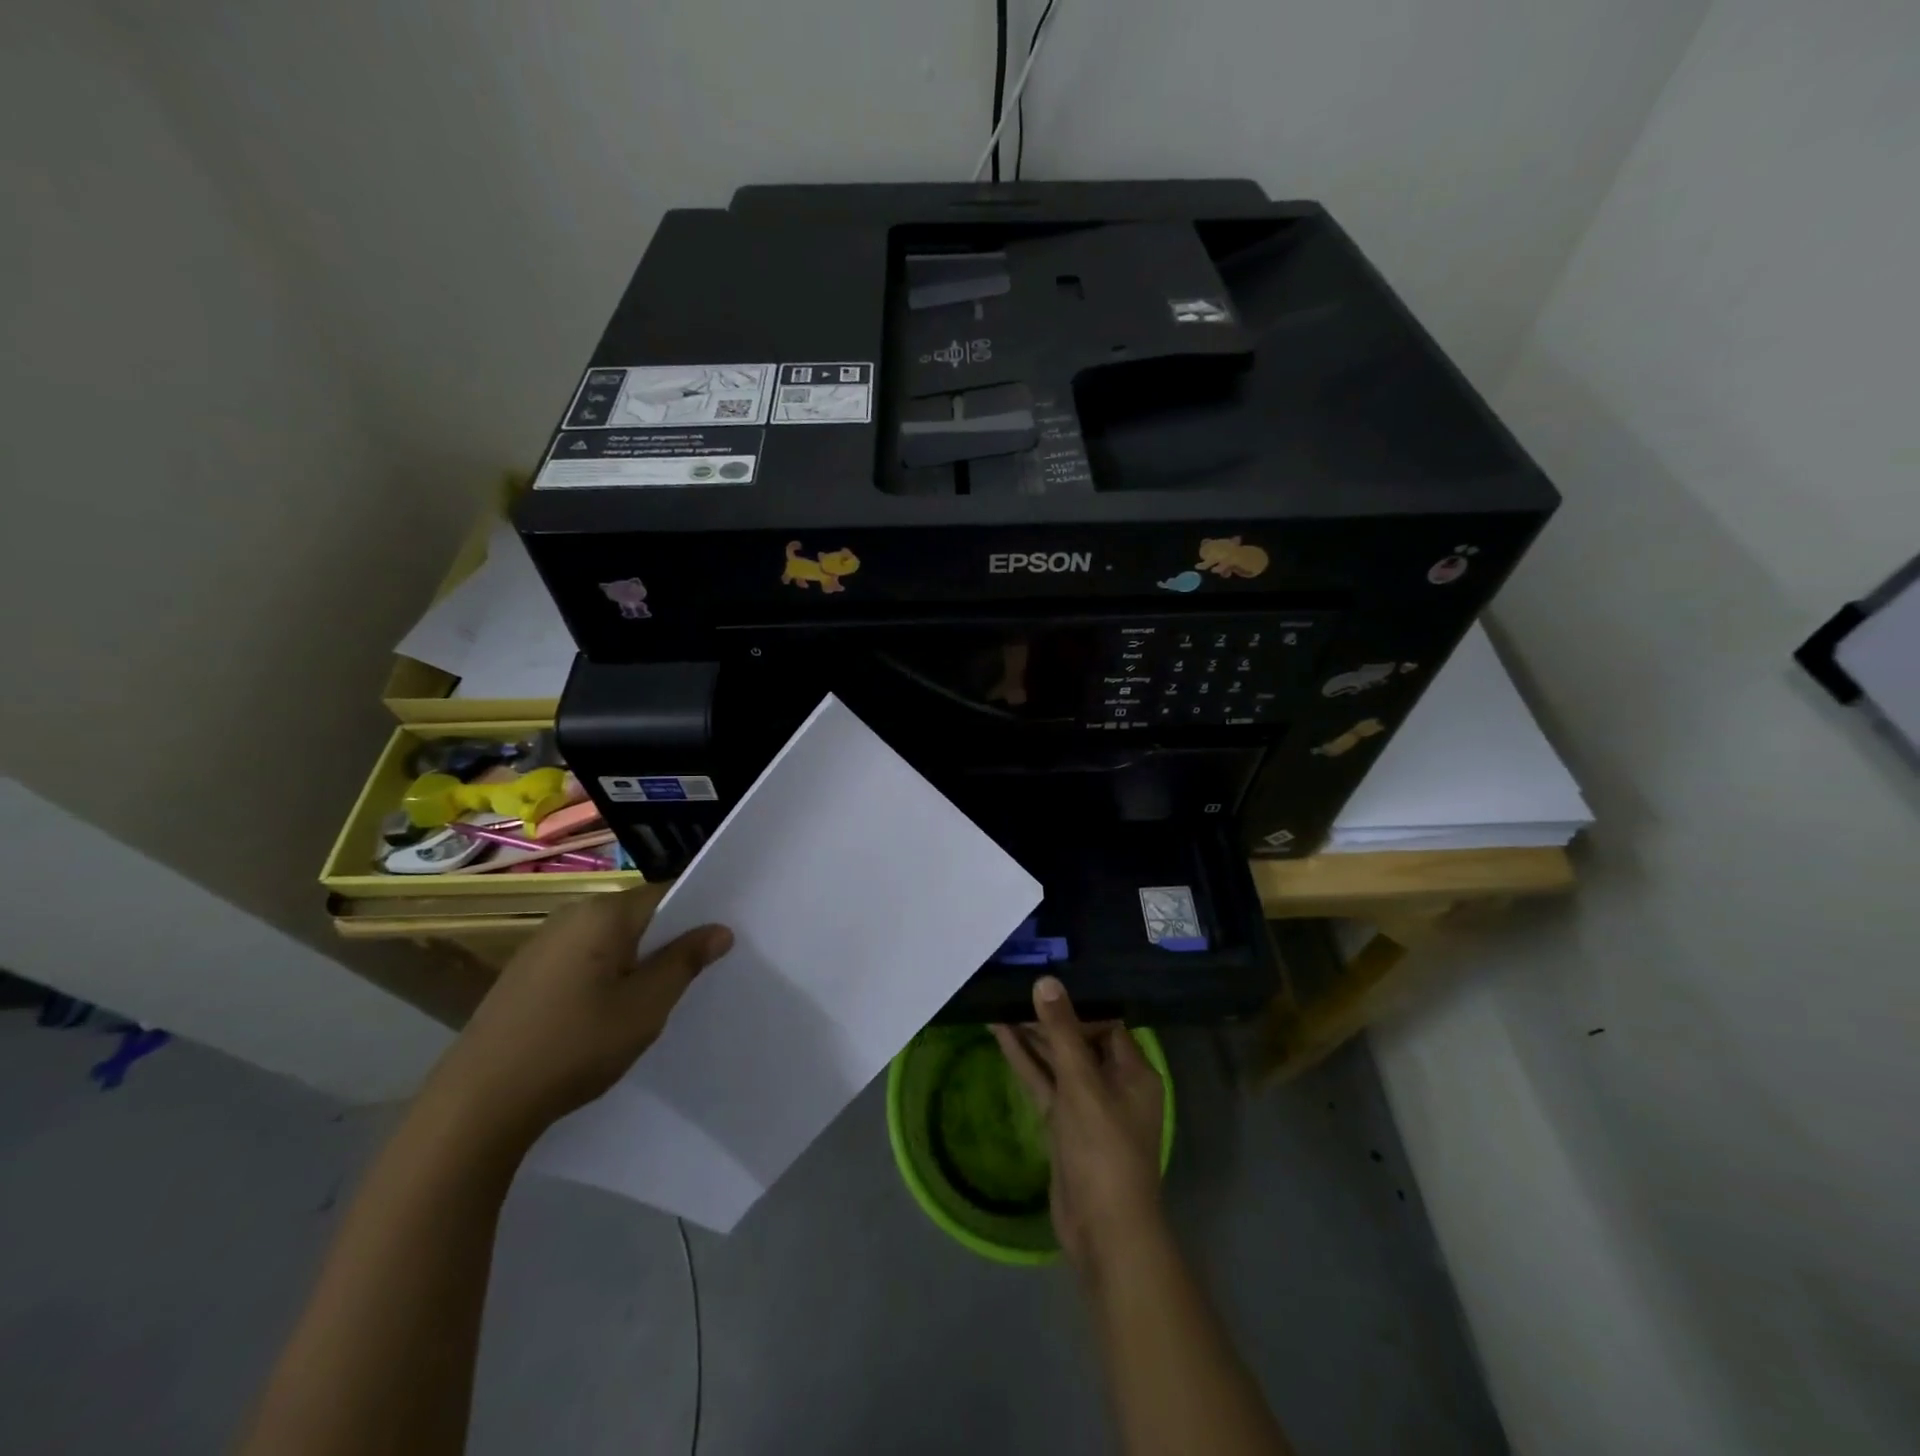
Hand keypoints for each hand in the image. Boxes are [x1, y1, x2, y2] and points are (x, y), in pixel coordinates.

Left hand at [425, 884, 731, 1143]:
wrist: (477, 1104)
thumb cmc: (575, 1045)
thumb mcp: (646, 1006)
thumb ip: (685, 962)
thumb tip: (719, 929)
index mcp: (603, 914)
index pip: (666, 894)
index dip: (697, 916)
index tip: (721, 943)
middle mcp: (571, 916)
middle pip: (637, 916)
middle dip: (668, 941)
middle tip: (695, 976)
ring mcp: (542, 945)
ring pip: (610, 941)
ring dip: (636, 962)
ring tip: (656, 999)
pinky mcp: (525, 974)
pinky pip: (583, 960)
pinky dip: (605, 976)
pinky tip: (608, 1014)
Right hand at [992, 976, 1164, 1270]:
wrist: (1103, 1230)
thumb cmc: (1103, 1150)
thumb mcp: (1081, 1085)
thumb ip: (1062, 1032)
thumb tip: (1046, 981)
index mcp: (1133, 1072)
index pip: (1105, 1023)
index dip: (1076, 1004)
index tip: (1044, 982)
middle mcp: (1113, 1083)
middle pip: (1078, 1039)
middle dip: (1047, 1017)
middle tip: (1013, 987)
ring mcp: (1086, 1106)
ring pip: (1057, 1061)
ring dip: (1031, 1036)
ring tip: (999, 1002)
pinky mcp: (1064, 1125)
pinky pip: (1044, 1084)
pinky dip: (1025, 1062)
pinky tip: (1000, 1036)